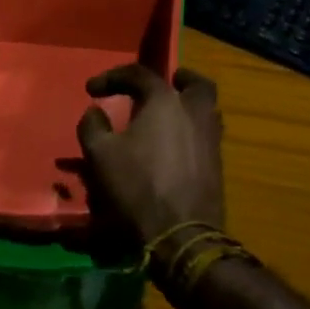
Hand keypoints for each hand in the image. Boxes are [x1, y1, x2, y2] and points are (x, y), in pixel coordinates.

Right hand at [75, 65, 224, 254]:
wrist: (181, 234)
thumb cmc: (137, 187)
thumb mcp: (100, 155)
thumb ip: (93, 126)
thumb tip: (95, 111)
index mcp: (165, 101)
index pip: (139, 74)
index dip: (112, 77)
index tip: (92, 90)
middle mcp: (195, 112)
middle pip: (196, 84)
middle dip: (180, 79)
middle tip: (167, 83)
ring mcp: (211, 138)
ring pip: (206, 109)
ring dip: (189, 106)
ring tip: (169, 117)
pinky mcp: (217, 164)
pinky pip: (206, 135)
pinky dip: (192, 131)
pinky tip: (176, 146)